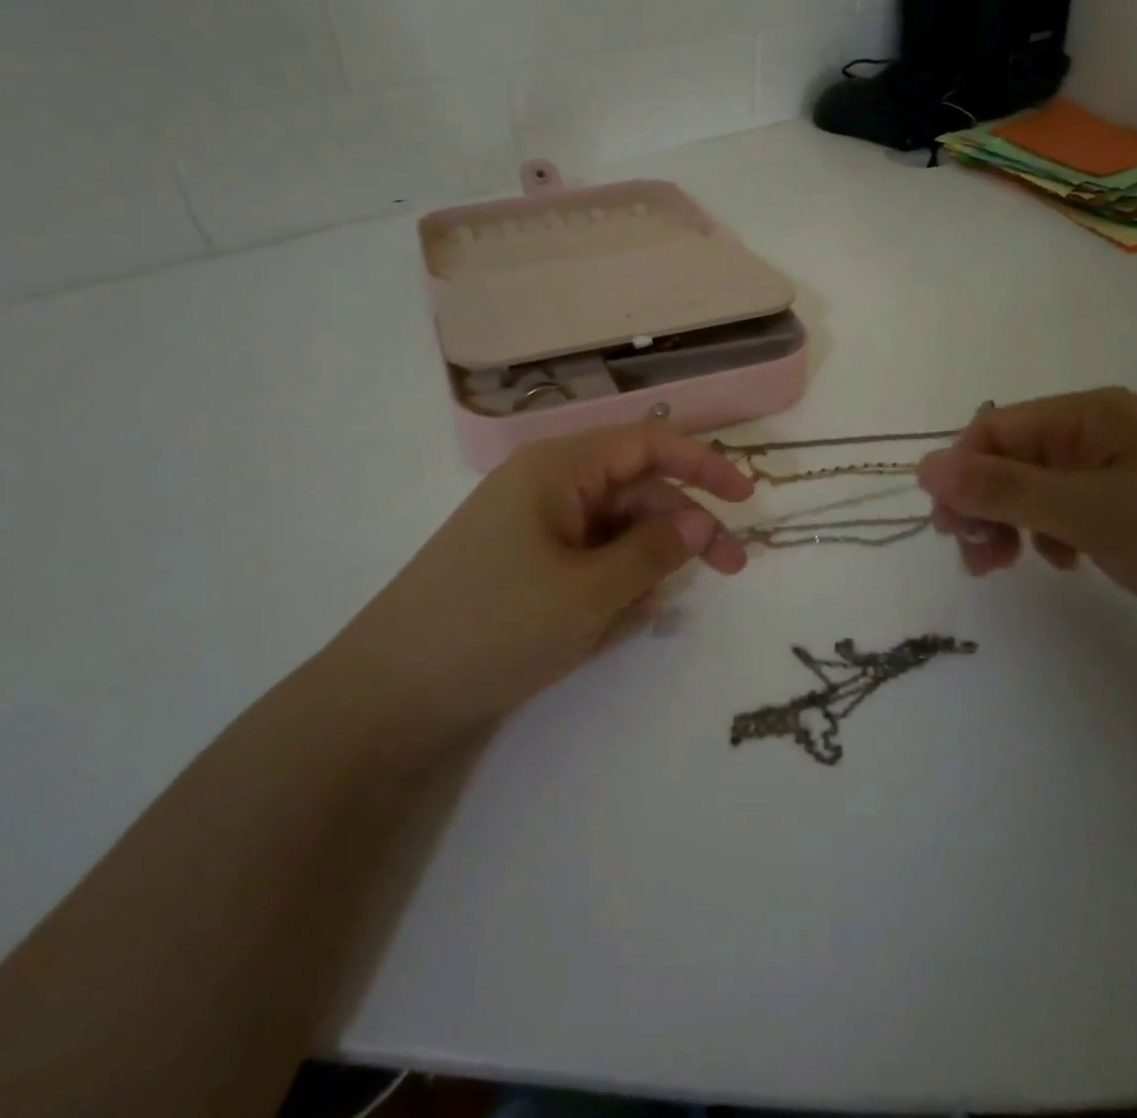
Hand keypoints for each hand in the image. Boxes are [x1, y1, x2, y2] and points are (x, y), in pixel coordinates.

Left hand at [339, 425, 753, 738]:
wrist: (388, 692)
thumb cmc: (495, 627)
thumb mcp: (589, 593)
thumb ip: (653, 551)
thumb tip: (700, 520)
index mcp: (558, 468)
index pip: (646, 443)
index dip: (703, 463)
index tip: (748, 498)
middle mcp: (545, 484)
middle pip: (634, 487)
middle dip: (684, 524)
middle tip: (731, 570)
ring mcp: (529, 524)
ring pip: (611, 526)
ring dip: (646, 559)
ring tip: (653, 610)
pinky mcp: (519, 562)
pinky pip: (583, 556)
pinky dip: (611, 579)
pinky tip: (618, 619)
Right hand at [917, 388, 1136, 673]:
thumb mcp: (1088, 511)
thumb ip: (1001, 489)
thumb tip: (924, 466)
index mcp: (1091, 415)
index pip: (993, 430)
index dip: (960, 475)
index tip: (949, 531)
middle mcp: (1107, 434)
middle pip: (1014, 459)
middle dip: (984, 505)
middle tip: (978, 559)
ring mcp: (1131, 472)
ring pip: (1041, 490)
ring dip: (1013, 524)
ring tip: (1011, 567)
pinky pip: (1076, 514)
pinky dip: (1055, 537)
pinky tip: (1069, 564)